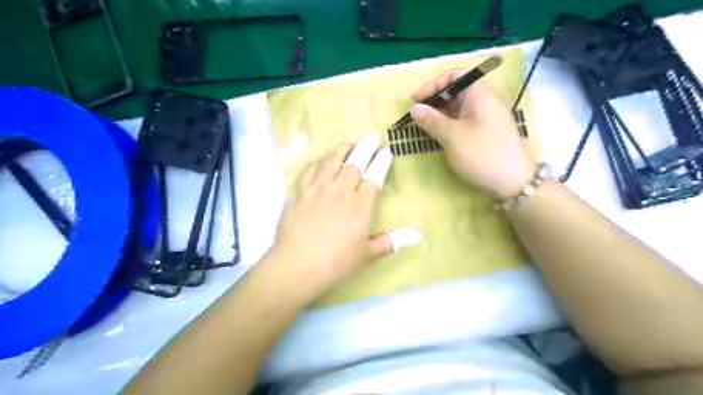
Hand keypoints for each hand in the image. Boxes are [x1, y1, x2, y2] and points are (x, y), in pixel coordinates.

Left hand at [266, 134, 422, 302]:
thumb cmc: (336, 263)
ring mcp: (317, 188)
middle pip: (355, 162)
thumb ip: (392, 241)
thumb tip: (418, 236)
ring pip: (331, 160)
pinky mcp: (298, 192)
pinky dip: (319, 161)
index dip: (382, 162)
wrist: (297, 266)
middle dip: (366, 147)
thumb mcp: (368, 254)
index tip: (386, 152)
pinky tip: (322, 161)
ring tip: (349, 143)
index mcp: (360, 205)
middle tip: (372, 138)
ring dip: (343, 149)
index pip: (375, 176)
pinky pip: (310, 169)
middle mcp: (340, 191)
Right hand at [410, 69, 535, 199]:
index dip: (432, 85)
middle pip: (455, 91)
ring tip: (424, 127)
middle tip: (417, 116)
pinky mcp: (485, 132)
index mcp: (479, 93)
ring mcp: (486, 117)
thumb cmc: (481, 154)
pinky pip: (463, 121)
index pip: (453, 75)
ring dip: (439, 114)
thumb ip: (431, 120)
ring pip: (458, 108)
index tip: (416, 101)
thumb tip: (415, 108)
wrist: (513, 182)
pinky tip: (439, 136)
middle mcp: (484, 101)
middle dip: (434, 101)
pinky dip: (448, 125)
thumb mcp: (452, 136)